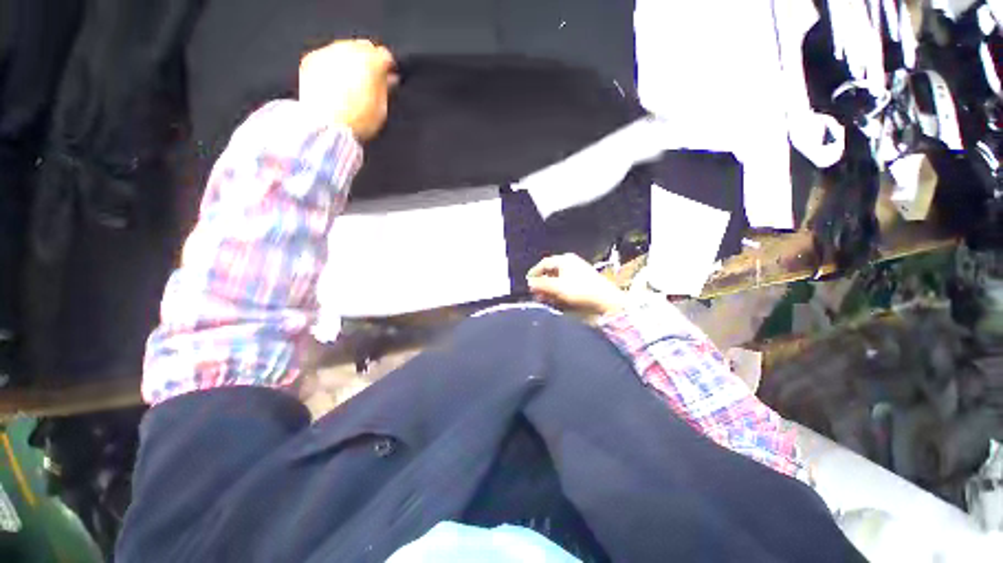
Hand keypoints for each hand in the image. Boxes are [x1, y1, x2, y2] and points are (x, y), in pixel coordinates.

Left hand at [299, 39, 396, 140]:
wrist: (326, 128)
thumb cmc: (358, 121)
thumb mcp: (381, 109)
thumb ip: (386, 89)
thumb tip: (390, 79)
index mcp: (371, 62)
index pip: (384, 56)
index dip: (388, 67)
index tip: (390, 78)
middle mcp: (349, 50)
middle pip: (363, 47)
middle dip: (368, 60)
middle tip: (371, 79)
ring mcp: (328, 53)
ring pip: (344, 49)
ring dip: (350, 62)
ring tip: (352, 82)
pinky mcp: (310, 60)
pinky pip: (326, 56)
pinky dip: (332, 65)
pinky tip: (334, 83)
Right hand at [526, 254, 626, 315]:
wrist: (605, 301)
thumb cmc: (580, 290)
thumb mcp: (557, 287)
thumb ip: (541, 284)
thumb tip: (529, 283)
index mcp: (564, 260)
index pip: (544, 263)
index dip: (534, 273)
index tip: (528, 283)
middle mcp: (570, 264)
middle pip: (551, 272)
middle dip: (542, 284)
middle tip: (536, 294)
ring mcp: (577, 273)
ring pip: (557, 280)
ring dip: (549, 290)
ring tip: (545, 299)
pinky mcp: (582, 283)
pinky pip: (565, 286)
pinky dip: (558, 292)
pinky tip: (556, 300)